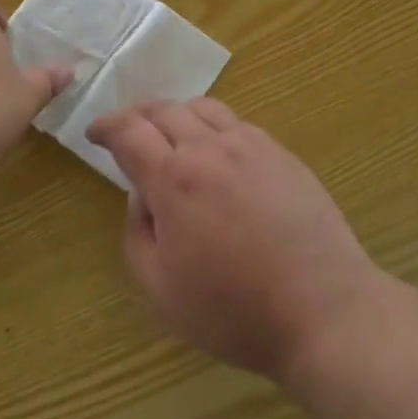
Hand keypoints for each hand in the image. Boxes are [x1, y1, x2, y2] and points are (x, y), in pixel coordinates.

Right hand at [85, 99, 382, 381]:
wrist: (323, 309)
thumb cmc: (235, 310)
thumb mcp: (162, 290)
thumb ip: (138, 234)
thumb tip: (141, 196)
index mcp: (175, 178)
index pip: (130, 131)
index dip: (106, 126)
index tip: (94, 132)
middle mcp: (210, 148)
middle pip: (164, 110)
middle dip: (137, 115)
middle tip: (126, 131)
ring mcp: (250, 144)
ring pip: (202, 107)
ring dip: (176, 114)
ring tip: (169, 134)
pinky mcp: (280, 152)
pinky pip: (236, 123)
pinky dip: (212, 125)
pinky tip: (215, 151)